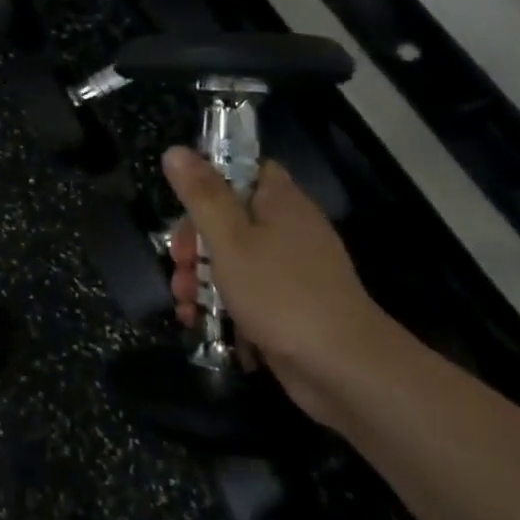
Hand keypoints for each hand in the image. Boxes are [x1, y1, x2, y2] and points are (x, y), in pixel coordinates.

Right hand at [162, 146, 394, 419]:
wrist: (343, 369)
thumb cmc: (281, 292)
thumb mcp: (230, 240)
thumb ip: (201, 195)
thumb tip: (175, 150)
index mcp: (280, 201)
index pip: (245, 169)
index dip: (210, 179)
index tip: (183, 202)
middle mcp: (288, 229)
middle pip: (231, 218)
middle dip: (194, 241)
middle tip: (177, 262)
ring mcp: (291, 270)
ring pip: (234, 259)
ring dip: (200, 277)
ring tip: (182, 300)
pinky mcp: (288, 307)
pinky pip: (247, 293)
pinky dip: (222, 304)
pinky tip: (198, 322)